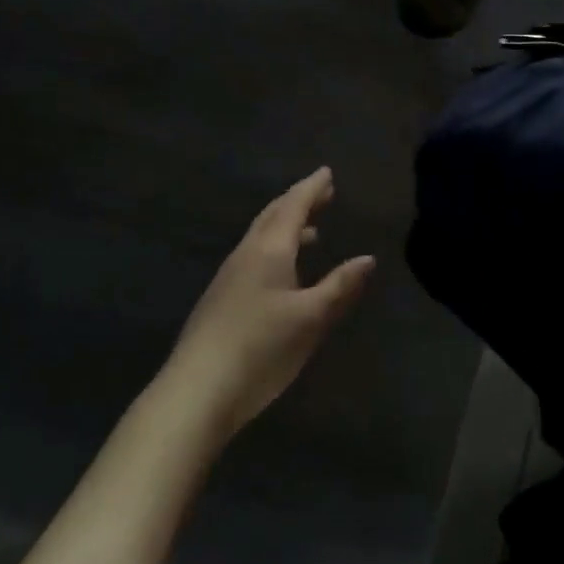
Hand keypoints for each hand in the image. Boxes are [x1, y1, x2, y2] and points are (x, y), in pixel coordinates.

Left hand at [161, 168, 375, 442]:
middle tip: (323, 194)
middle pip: (273, 215)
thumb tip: (367, 258)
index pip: (293, 205)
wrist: (196, 390)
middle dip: (299, 201)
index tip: (327, 173)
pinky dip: (274, 248)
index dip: (312, 188)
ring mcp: (229, 276)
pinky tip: (282, 273)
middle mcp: (247, 253)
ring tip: (311, 232)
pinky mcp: (220, 298)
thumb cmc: (261, 348)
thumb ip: (339, 287)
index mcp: (269, 249)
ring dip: (286, 226)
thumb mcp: (310, 319)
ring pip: (261, 236)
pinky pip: (253, 256)